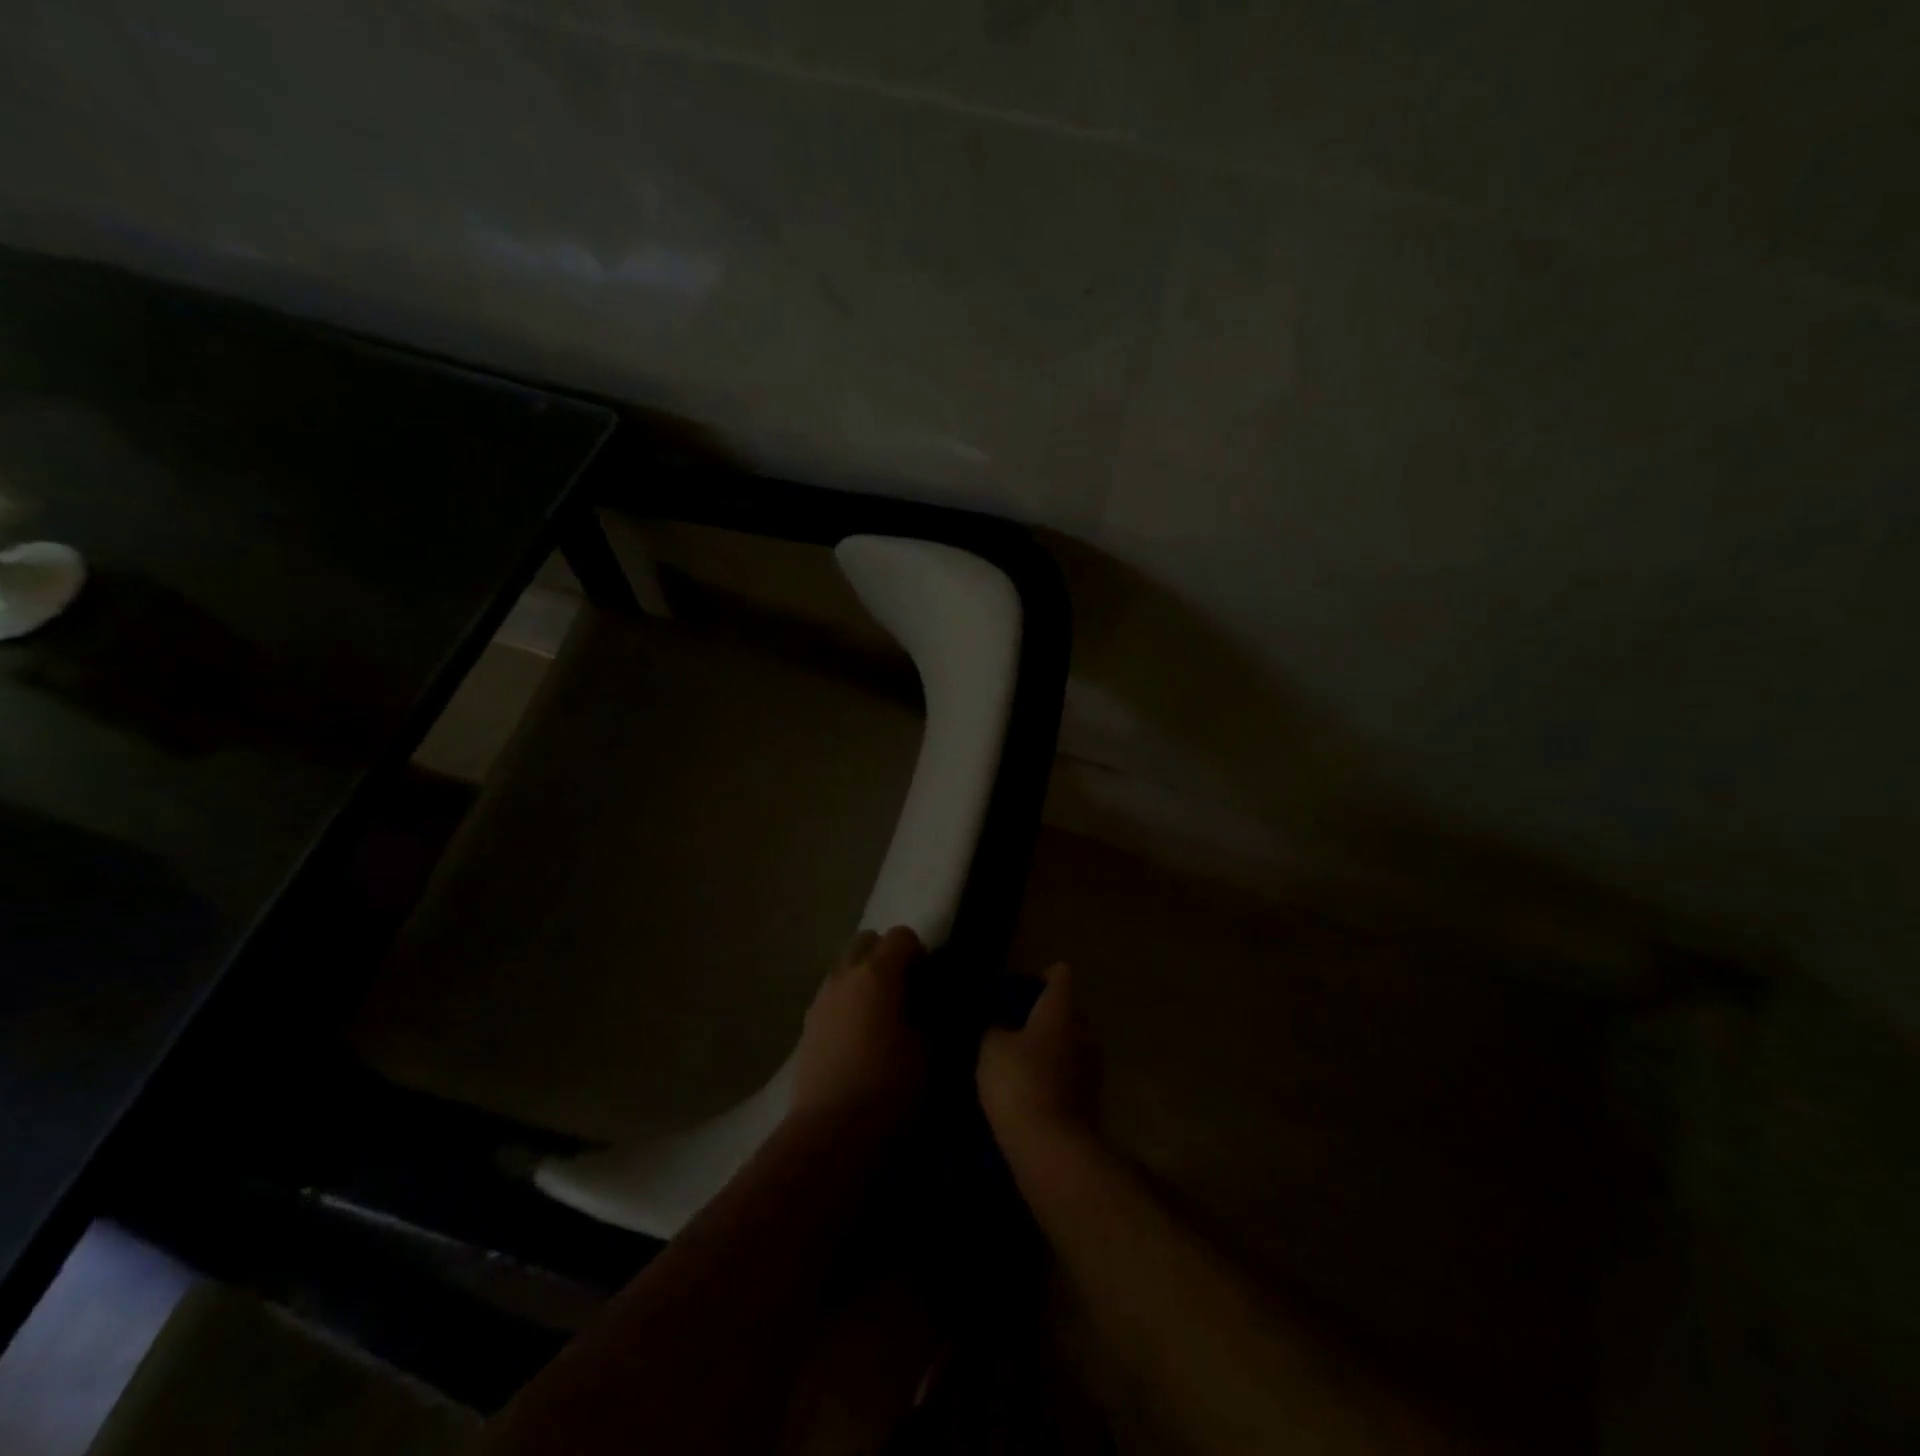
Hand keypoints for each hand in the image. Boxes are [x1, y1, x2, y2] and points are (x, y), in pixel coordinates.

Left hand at [791, 926, 926, 1129]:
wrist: (832, 1135)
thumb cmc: (890, 1088)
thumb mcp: (931, 1050)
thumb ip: (931, 1015)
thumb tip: (929, 1004)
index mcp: (877, 973)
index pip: (901, 936)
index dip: (920, 953)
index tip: (930, 981)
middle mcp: (844, 976)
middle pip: (866, 942)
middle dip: (887, 956)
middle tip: (906, 991)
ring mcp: (820, 1000)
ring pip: (845, 969)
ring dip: (864, 979)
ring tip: (882, 1016)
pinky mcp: (806, 1027)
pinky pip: (832, 997)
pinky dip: (848, 1003)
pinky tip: (860, 1038)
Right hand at [977, 963, 1097, 1153]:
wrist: (1052, 1149)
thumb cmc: (1020, 1083)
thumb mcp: (991, 1048)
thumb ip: (995, 1028)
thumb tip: (1001, 1025)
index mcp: (1060, 1011)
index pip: (1060, 975)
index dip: (1043, 976)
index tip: (1023, 988)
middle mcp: (1084, 1033)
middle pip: (1069, 1012)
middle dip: (1047, 1016)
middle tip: (1016, 1027)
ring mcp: (1093, 1069)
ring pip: (1073, 1046)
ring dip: (1054, 1050)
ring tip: (1023, 1062)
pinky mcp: (1092, 1102)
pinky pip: (1072, 1077)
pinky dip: (1057, 1079)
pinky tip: (1032, 1092)